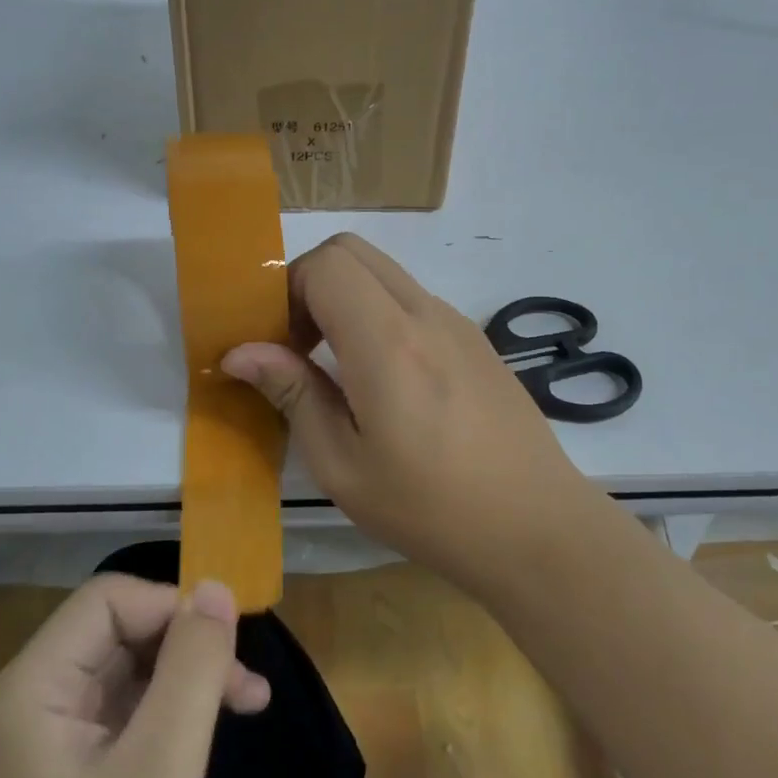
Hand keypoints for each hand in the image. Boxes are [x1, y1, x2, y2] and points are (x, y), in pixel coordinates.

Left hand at [0, 574, 269, 777]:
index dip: (172, 607)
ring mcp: (51, 739)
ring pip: (131, 669)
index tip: (228, 640)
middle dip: (187, 646)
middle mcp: (34, 700)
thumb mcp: (160, 771)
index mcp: (33, 688)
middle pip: (121, 631)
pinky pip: (129, 712)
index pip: (110, 601)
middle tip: (247, 684)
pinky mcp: (73, 772)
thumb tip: (216, 584)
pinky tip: (213, 732)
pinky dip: (174, 713)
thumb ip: (191, 668)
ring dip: (189, 679)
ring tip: (249, 701)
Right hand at [221, 233, 593, 589]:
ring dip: (345, 298)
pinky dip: (379, 314)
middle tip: (298, 346)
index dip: (285, 292)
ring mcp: (456, 322)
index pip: (323, 264)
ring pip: (383, 272)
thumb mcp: (343, 466)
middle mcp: (424, 313)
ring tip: (337, 367)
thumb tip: (240, 352)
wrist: (536, 527)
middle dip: (309, 284)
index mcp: (387, 341)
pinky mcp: (475, 339)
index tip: (277, 346)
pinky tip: (385, 381)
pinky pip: (412, 300)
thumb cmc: (431, 508)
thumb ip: (293, 394)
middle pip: (351, 251)